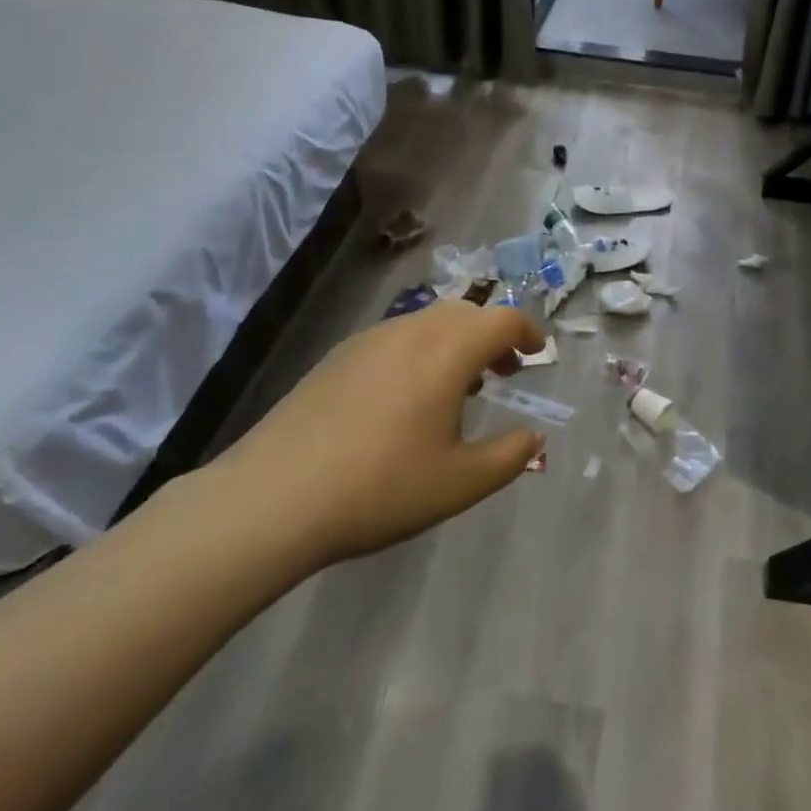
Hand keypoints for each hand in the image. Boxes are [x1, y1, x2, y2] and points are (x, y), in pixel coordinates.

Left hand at [211, 300, 544, 571]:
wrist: (272, 498)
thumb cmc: (380, 487)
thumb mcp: (460, 483)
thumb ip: (509, 456)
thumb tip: (534, 437)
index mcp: (447, 351)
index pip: (502, 319)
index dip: (528, 331)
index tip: (538, 352)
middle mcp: (411, 331)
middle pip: (465, 312)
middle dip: (492, 334)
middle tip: (504, 370)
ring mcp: (368, 340)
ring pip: (427, 322)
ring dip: (455, 342)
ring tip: (458, 386)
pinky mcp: (336, 357)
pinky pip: (395, 338)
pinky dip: (420, 351)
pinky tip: (406, 398)